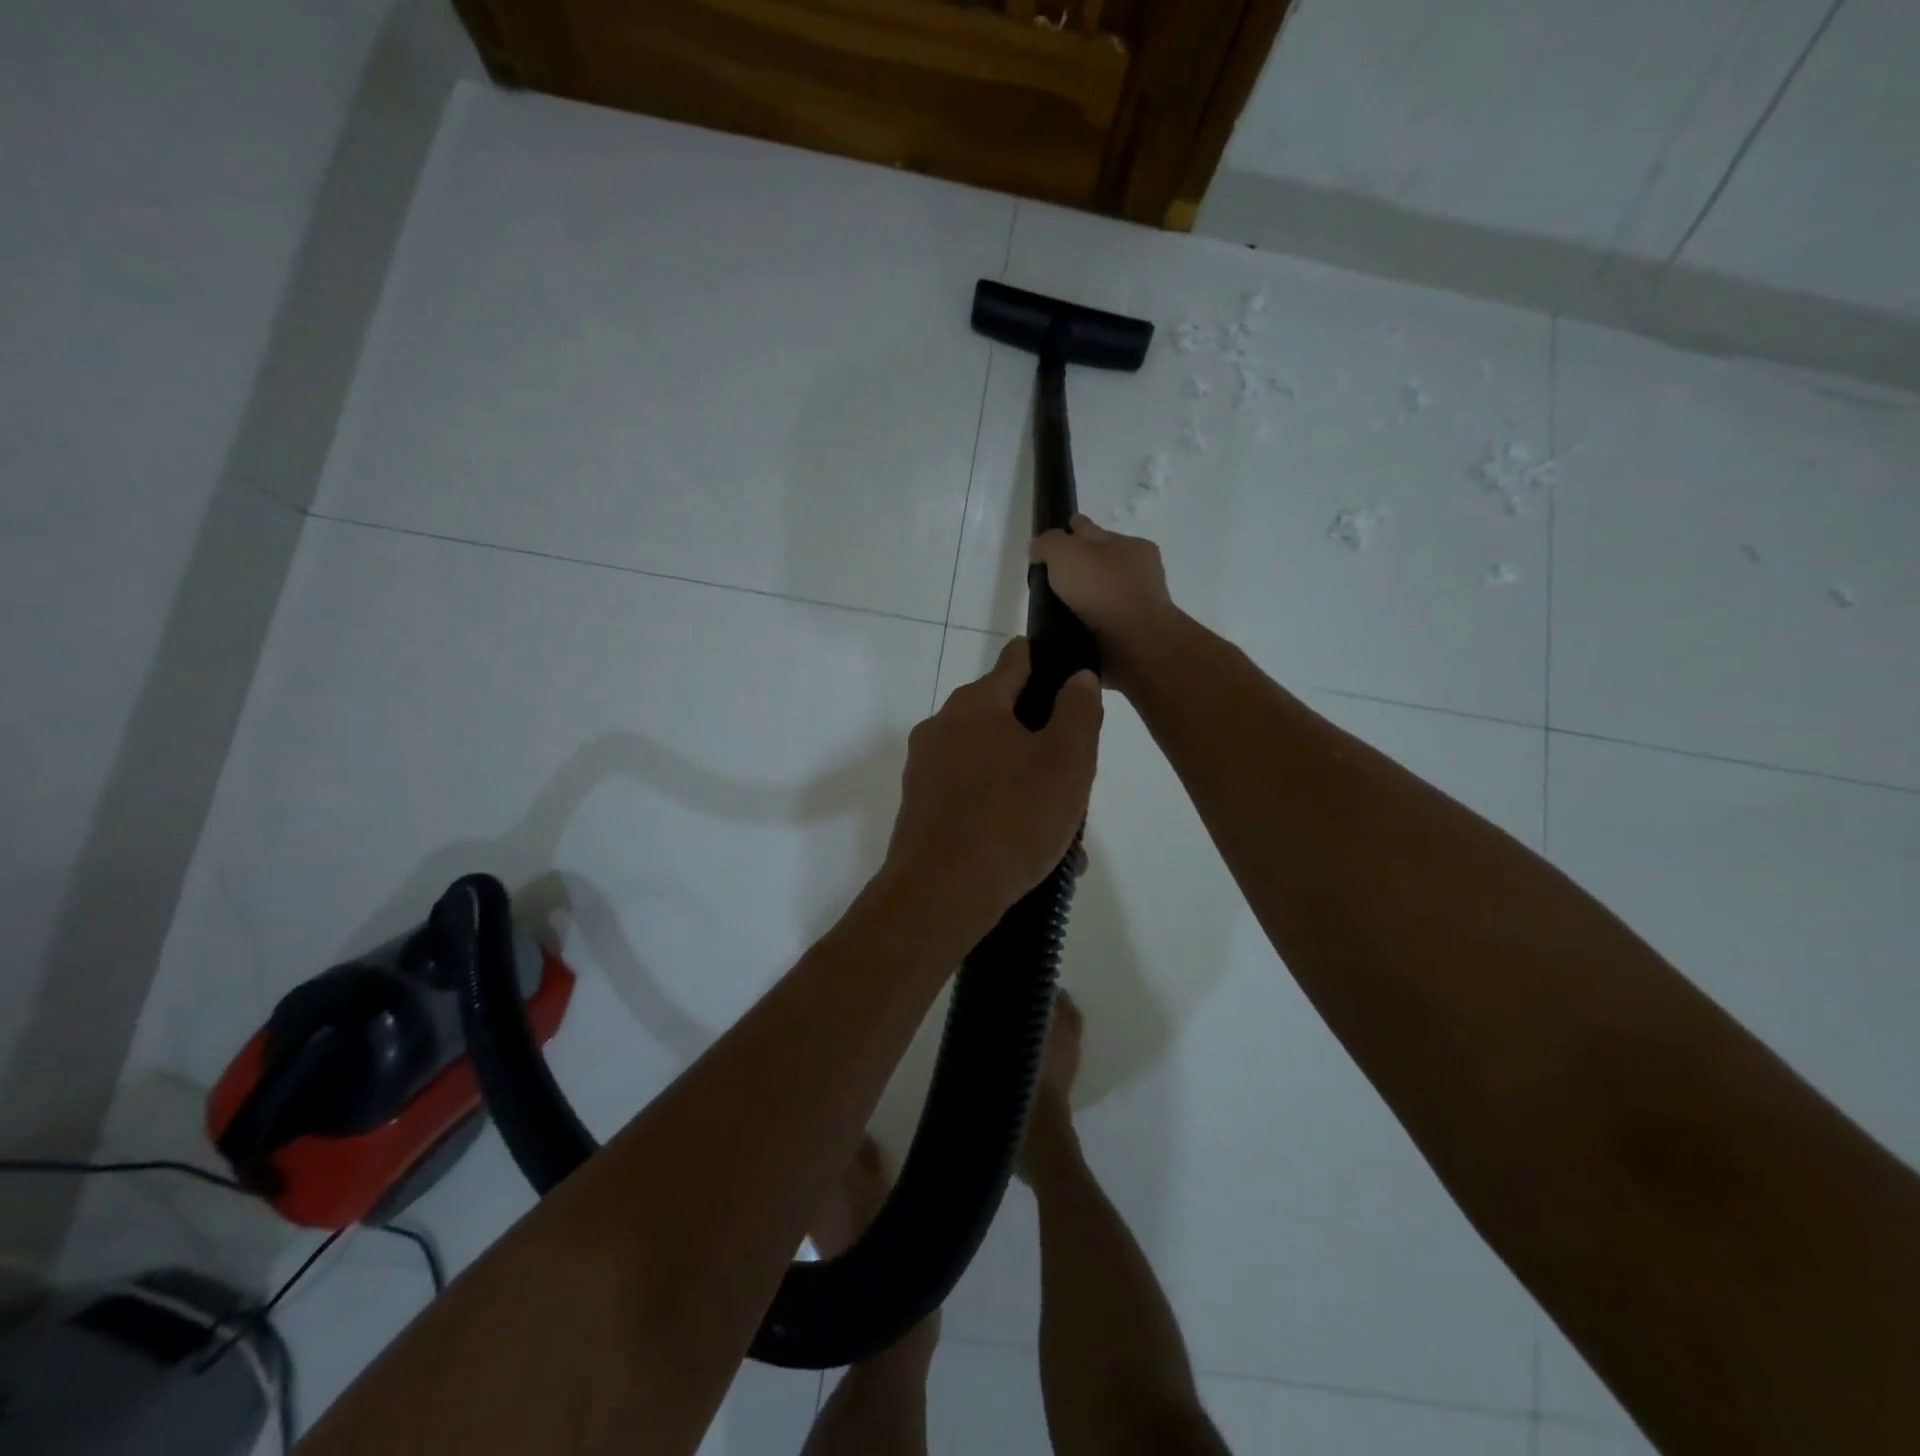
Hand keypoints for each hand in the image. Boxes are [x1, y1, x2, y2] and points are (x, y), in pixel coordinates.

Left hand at [883, 638, 1102, 935]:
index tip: (1071, 677)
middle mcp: (942, 727)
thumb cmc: (1012, 818)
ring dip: (1026, 785)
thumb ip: (1078, 711)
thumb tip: (1077, 677)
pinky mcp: (919, 809)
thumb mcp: (1067, 760)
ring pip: (990, 764)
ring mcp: (925, 770)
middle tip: (1075, 776)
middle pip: (1003, 718)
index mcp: (976, 704)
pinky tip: (1028, 850)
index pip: (1016, 661)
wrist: (940, 894)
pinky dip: (1001, 812)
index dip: (1047, 662)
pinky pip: (971, 797)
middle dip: (1042, 740)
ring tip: (1062, 831)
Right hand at [1029, 516, 1177, 693]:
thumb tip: (1038, 549)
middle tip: (1047, 580)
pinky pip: (1101, 625)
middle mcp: (1137, 574)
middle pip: (1098, 564)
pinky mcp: (1130, 638)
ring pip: (1100, 597)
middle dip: (1077, 568)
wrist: (1134, 645)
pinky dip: (1086, 626)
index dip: (1070, 530)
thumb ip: (1048, 544)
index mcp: (1130, 546)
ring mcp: (1136, 607)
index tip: (1049, 542)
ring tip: (1052, 611)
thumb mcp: (1066, 552)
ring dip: (1081, 601)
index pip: (1092, 530)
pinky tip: (1067, 631)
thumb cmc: (1102, 589)